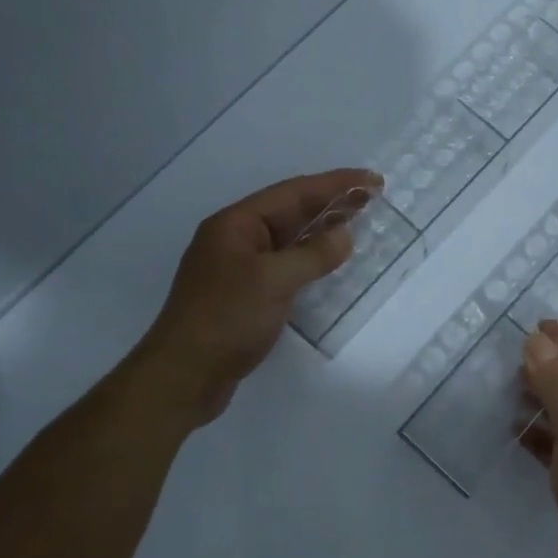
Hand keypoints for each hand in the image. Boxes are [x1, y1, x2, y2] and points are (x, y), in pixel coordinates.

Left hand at [127, 168, 380, 432]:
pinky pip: (286, 264)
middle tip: (373, 196)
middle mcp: (237, 238)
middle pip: (291, 210)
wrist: (184, 376)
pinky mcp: (247, 294)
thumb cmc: (226, 319)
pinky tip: (330, 260)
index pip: (293, 192)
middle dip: (331, 202)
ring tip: (359, 220)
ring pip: (289, 238)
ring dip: (323, 228)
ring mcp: (240, 267)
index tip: (372, 180)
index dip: (335, 184)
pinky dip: (311, 257)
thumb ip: (313, 255)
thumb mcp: (273, 281)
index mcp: (236, 224)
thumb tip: (344, 236)